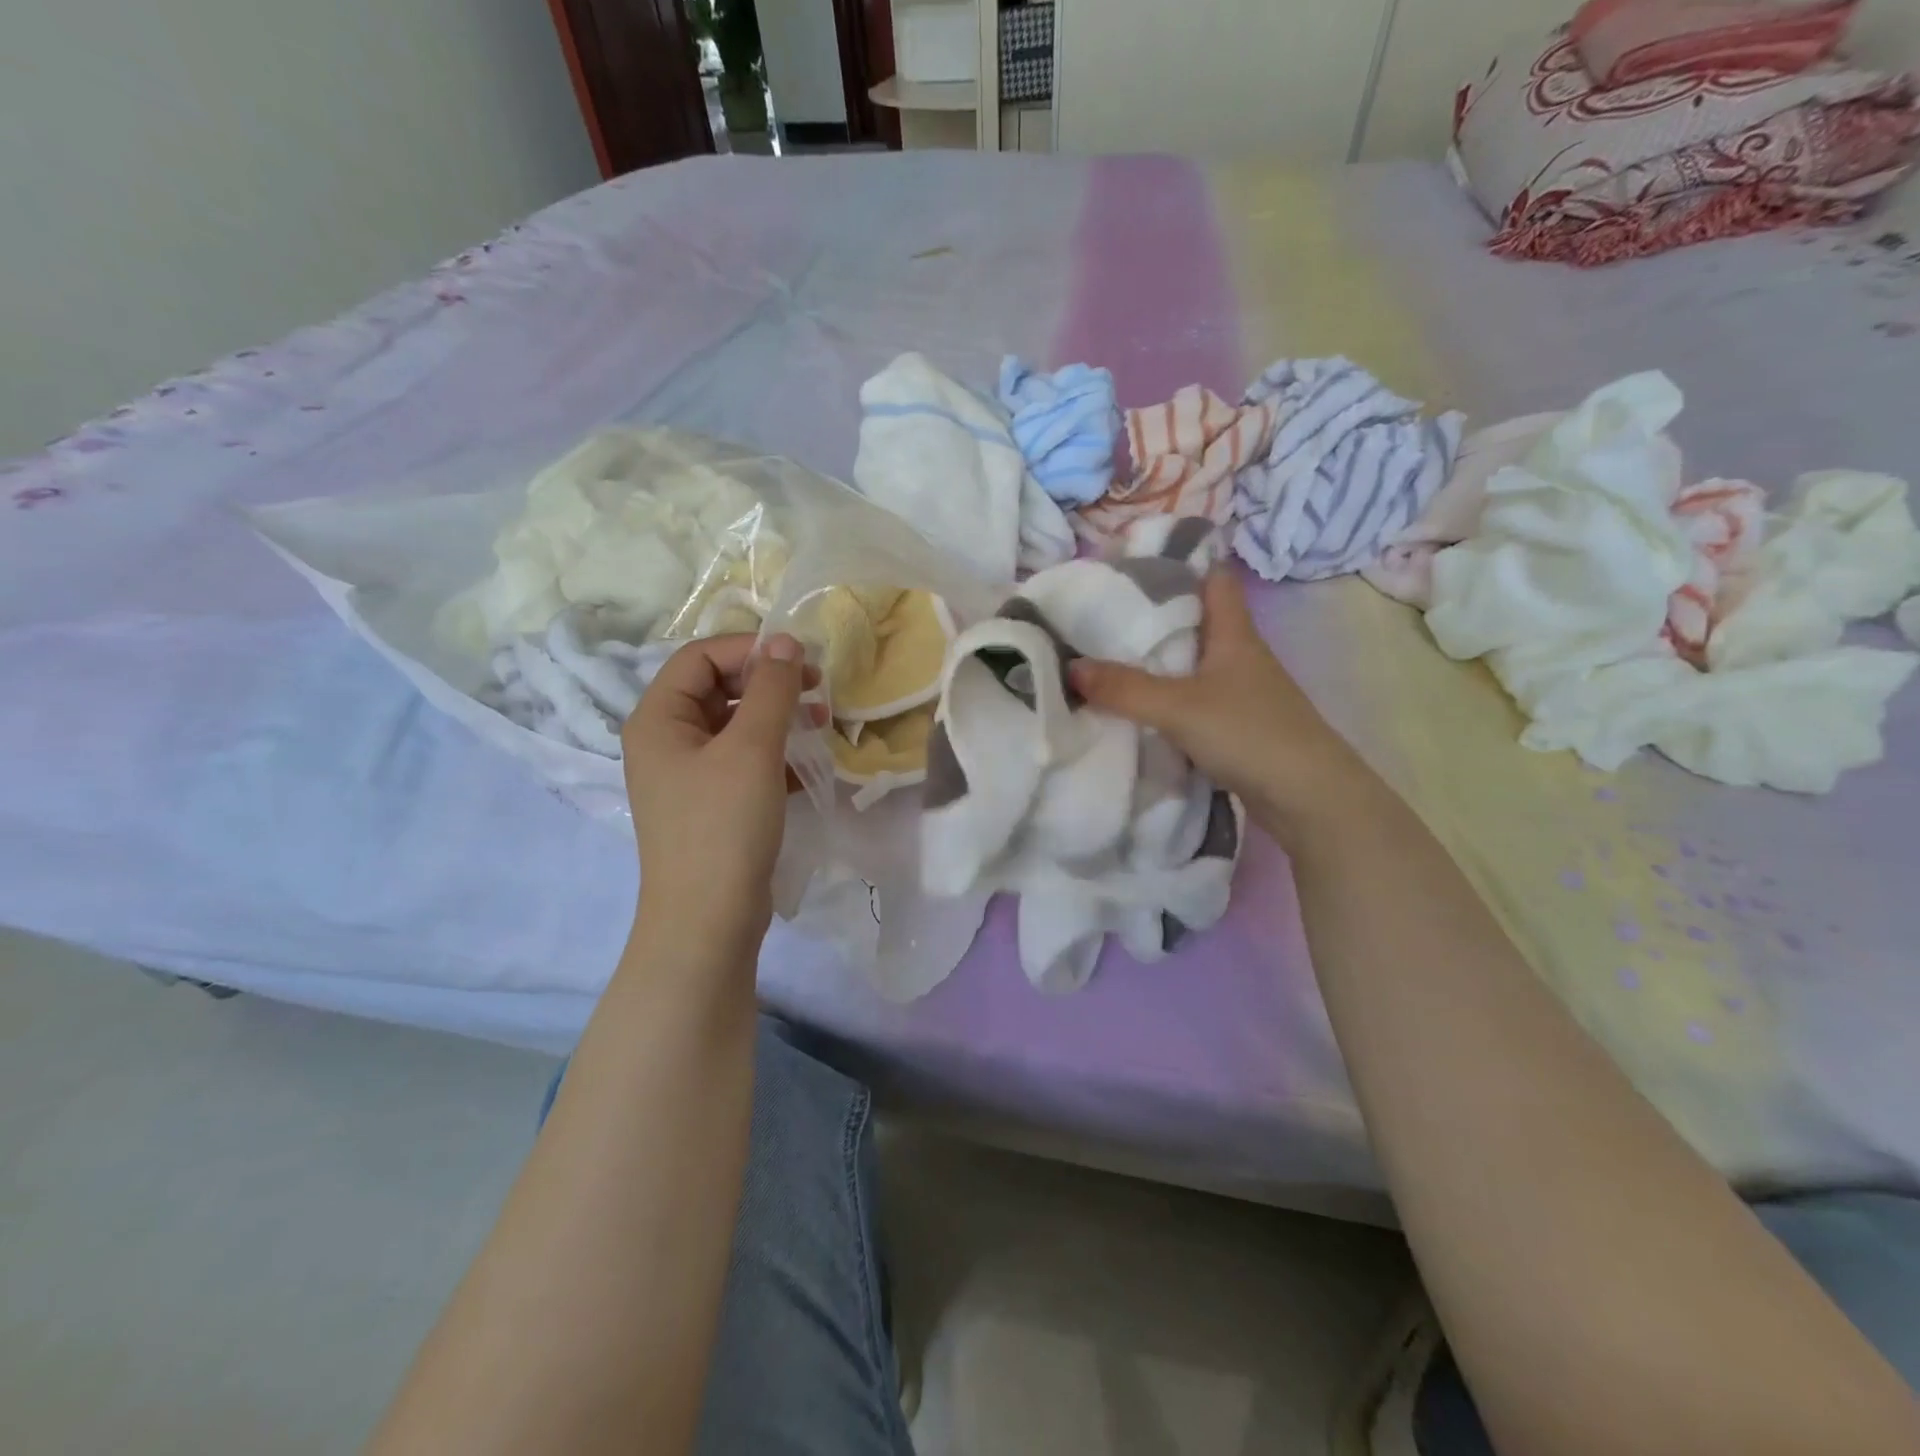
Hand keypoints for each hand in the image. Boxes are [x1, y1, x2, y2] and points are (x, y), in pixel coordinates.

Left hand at [621, 634, 812, 949]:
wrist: (708, 921)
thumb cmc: (723, 825)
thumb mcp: (752, 748)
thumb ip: (770, 688)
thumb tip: (784, 641)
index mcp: (658, 719)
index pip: (699, 657)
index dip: (749, 649)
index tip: (800, 658)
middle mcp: (665, 741)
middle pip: (717, 688)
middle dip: (768, 682)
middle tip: (816, 688)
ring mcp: (687, 776)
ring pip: (735, 726)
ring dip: (777, 718)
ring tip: (822, 723)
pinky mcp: (711, 805)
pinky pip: (743, 762)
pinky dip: (775, 755)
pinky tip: (808, 765)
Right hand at [1069, 570, 1368, 838]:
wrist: (1308, 798)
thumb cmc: (1250, 733)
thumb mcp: (1179, 707)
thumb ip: (1124, 688)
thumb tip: (1070, 667)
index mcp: (1235, 633)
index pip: (1214, 578)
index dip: (1181, 564)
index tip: (1134, 565)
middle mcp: (1240, 656)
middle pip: (1197, 621)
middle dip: (1155, 616)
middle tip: (1104, 615)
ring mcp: (1241, 693)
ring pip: (1194, 664)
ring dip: (1159, 662)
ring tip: (1109, 659)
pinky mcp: (1237, 726)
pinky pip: (1193, 701)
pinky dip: (1167, 700)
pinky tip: (1137, 709)